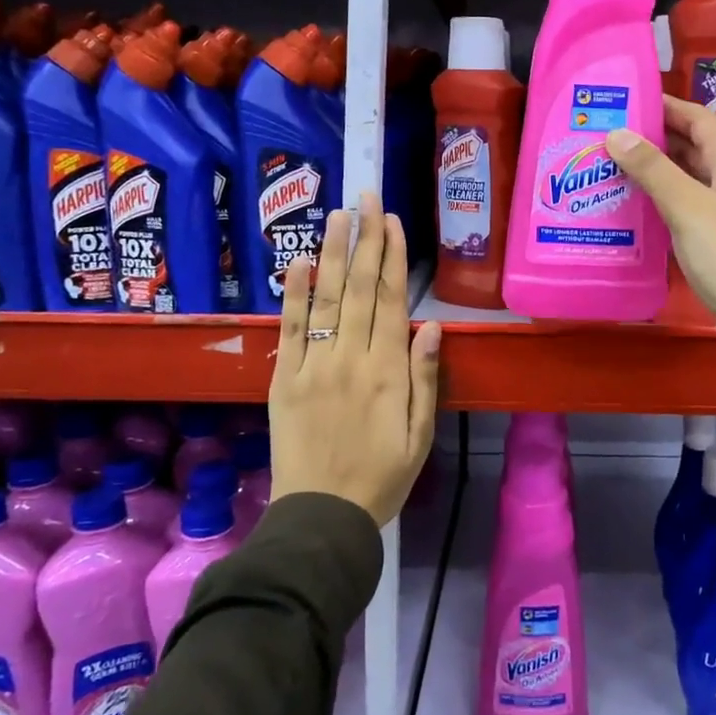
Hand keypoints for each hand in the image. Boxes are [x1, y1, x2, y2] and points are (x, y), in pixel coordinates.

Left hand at [269, 194, 442, 526]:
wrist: (323, 517)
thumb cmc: (383, 478)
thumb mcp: (420, 434)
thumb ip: (425, 378)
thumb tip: (432, 325)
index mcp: (389, 372)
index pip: (391, 301)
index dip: (392, 258)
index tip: (392, 222)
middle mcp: (352, 359)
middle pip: (360, 289)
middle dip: (365, 240)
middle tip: (366, 197)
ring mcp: (314, 367)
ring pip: (326, 300)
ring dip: (332, 254)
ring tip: (338, 215)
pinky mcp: (283, 380)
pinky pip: (290, 331)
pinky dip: (293, 295)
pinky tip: (298, 263)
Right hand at [606, 96, 715, 411]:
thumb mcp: (689, 207)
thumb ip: (652, 169)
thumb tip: (616, 133)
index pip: (695, 116)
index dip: (660, 105)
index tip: (617, 100)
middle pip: (687, 147)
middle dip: (647, 139)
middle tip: (598, 137)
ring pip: (682, 182)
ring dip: (648, 175)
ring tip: (600, 170)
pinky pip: (681, 214)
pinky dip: (655, 209)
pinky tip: (624, 213)